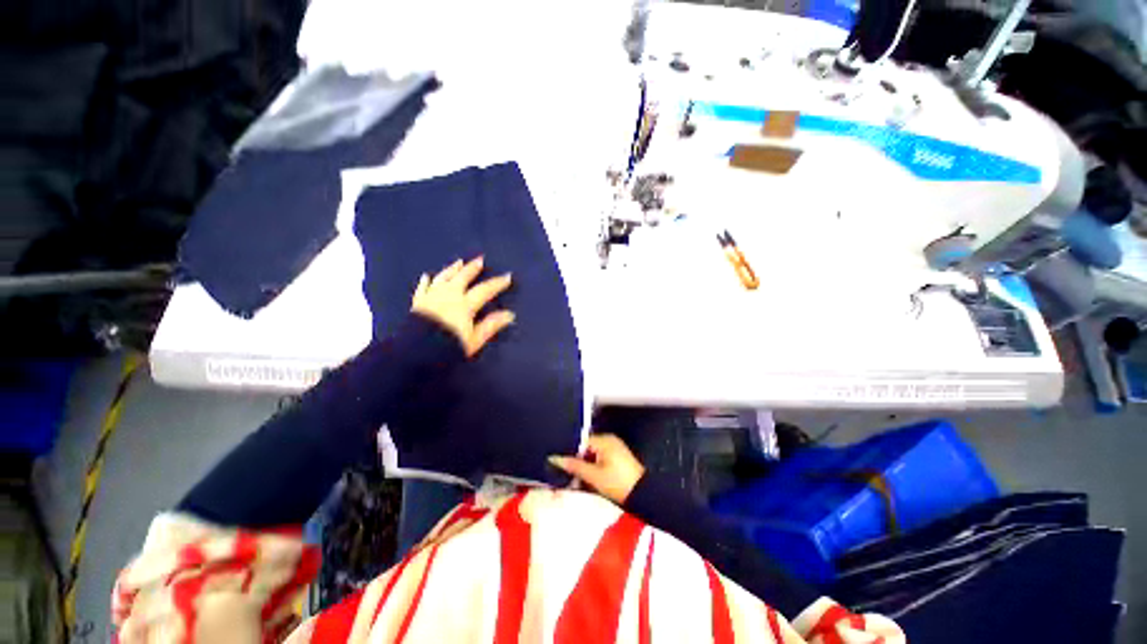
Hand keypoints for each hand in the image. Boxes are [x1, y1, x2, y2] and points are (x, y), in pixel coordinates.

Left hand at [411, 256, 514, 356]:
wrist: (415, 352)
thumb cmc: (448, 346)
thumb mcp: (474, 340)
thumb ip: (491, 325)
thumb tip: (510, 315)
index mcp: (465, 304)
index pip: (485, 290)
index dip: (497, 283)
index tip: (508, 276)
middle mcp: (449, 295)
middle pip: (462, 278)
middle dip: (472, 268)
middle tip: (480, 259)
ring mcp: (431, 297)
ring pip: (443, 278)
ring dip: (451, 269)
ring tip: (458, 262)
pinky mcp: (418, 303)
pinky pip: (422, 288)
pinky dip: (425, 282)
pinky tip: (427, 276)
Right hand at [549, 434, 645, 503]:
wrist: (643, 495)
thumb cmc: (618, 483)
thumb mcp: (594, 476)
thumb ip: (574, 466)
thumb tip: (555, 459)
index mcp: (604, 440)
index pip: (581, 441)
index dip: (570, 452)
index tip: (560, 463)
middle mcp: (609, 441)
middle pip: (585, 448)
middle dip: (576, 460)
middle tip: (565, 473)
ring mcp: (614, 450)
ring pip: (591, 455)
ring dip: (584, 466)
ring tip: (574, 478)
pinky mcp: (616, 459)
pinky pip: (599, 460)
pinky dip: (592, 468)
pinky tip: (586, 479)